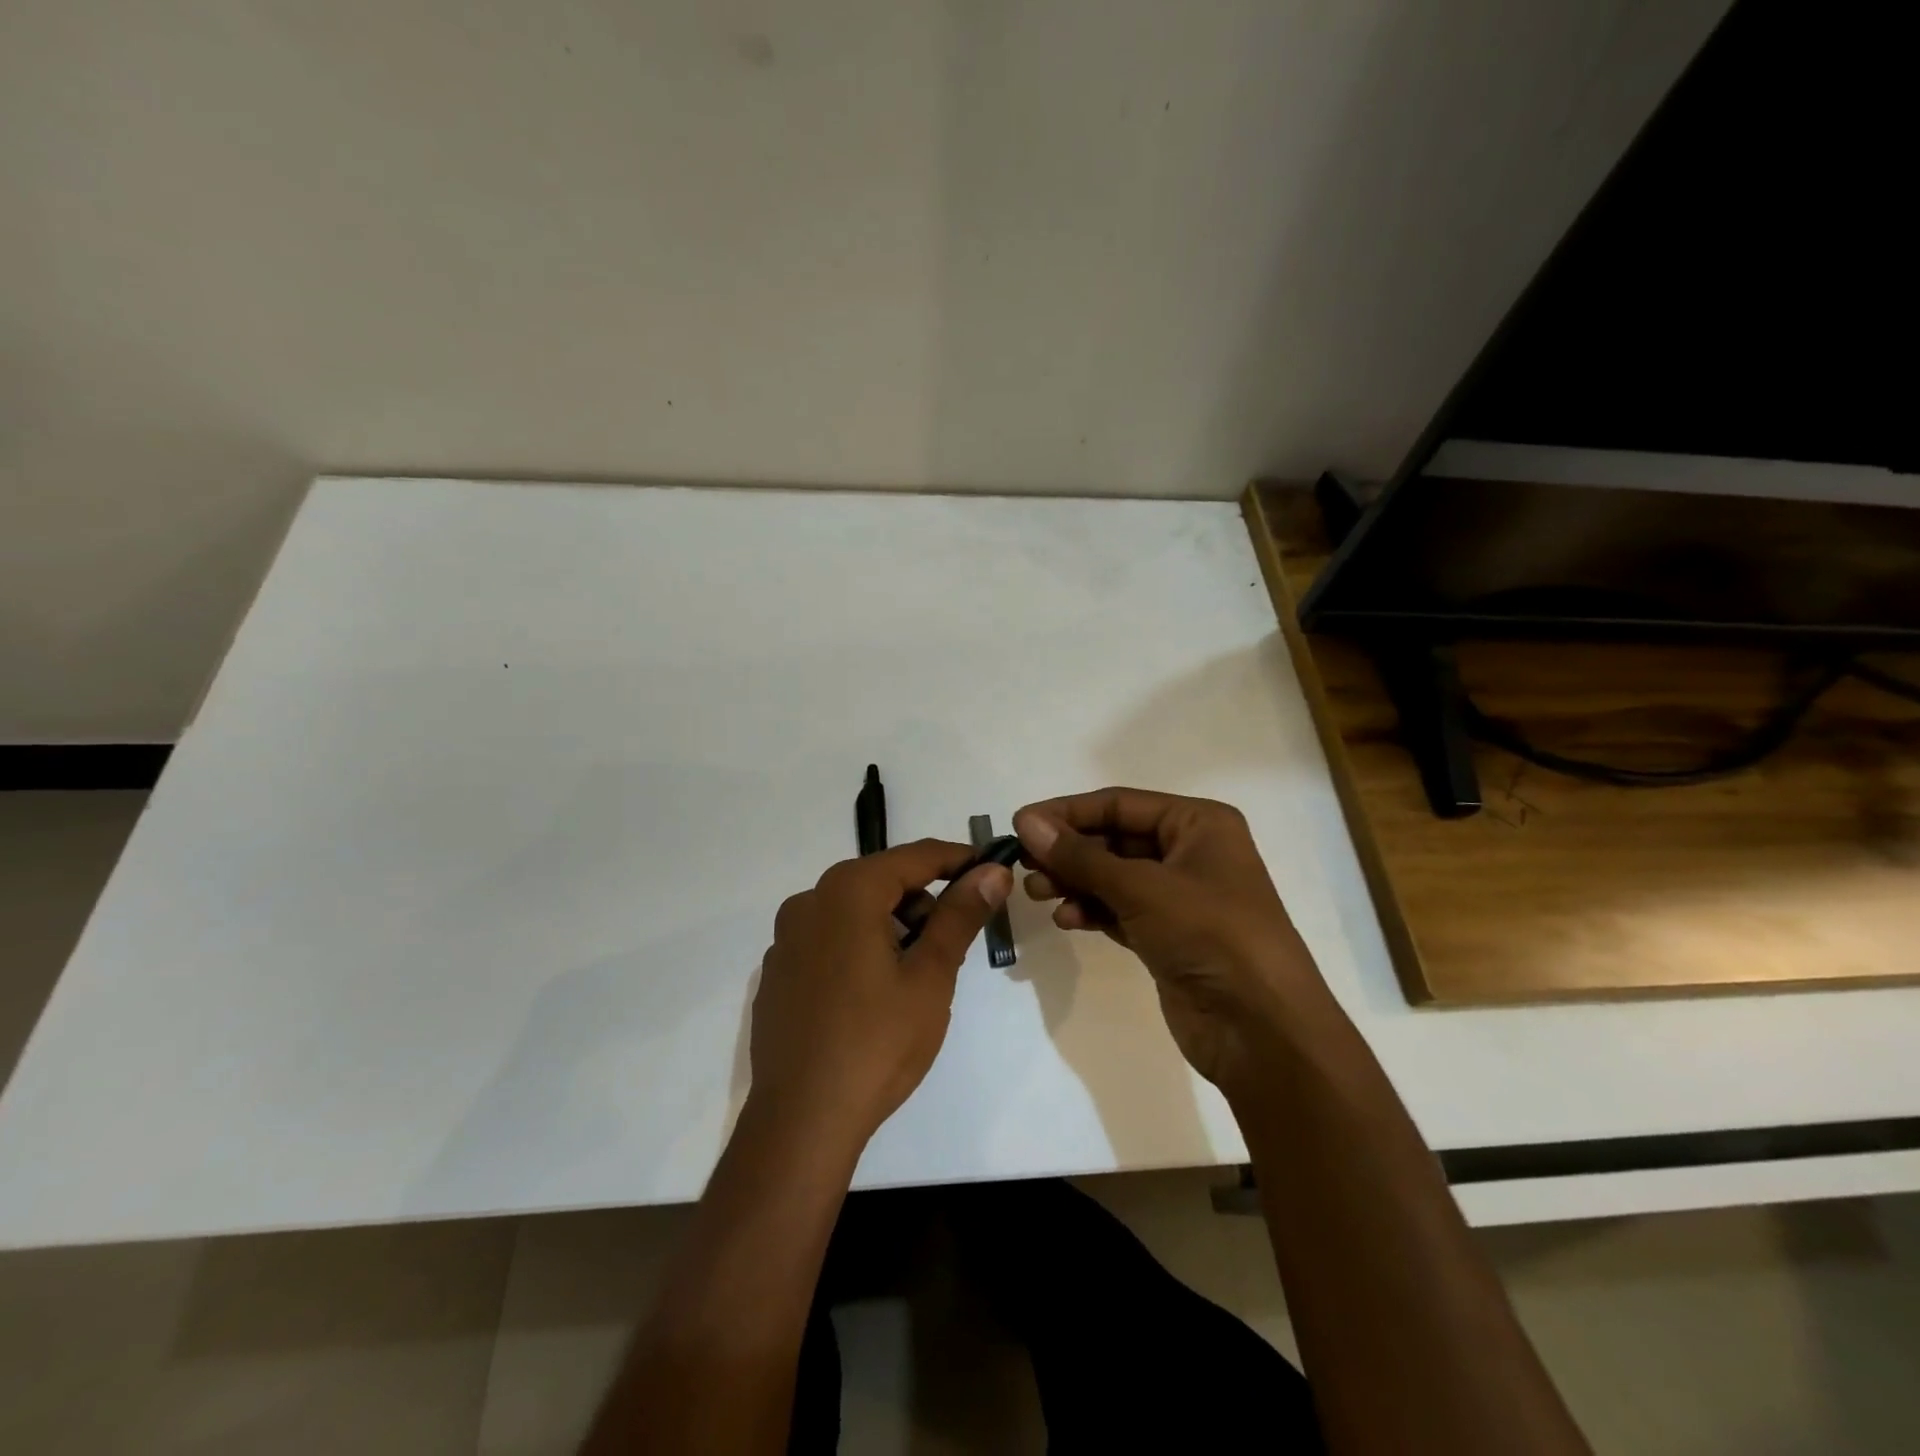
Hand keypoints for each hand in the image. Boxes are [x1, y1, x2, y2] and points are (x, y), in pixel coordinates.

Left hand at [750, 840, 1012, 1147]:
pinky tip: (872, 996)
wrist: (801, 1121)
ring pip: (854, 910)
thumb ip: (961, 915)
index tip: (991, 872)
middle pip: (881, 880)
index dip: (958, 860)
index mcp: (847, 892)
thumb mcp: (930, 976)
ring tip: (914, 977)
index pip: (915, 856)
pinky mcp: (777, 972)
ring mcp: (786, 938)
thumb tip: (992, 871)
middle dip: (923, 901)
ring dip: (891, 925)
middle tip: (952, 944)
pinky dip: (859, 947)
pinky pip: (829, 939)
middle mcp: (809, 901)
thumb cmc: (877, 1043)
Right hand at [1013, 788, 1323, 1094]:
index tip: (1019, 824)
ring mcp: (1180, 897)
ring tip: (1037, 893)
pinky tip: (1066, 919)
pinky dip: (1092, 911)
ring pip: (1113, 877)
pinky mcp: (1168, 935)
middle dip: (1069, 851)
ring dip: (1075, 882)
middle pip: (1114, 839)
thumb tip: (1026, 822)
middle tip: (1023, 864)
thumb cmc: (1210, 935)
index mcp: (1198, 823)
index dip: (1067, 812)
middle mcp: (1191, 852)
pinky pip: (1120, 910)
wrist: (1262, 1030)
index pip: (1119, 803)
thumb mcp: (1142, 888)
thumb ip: (1080, 856)